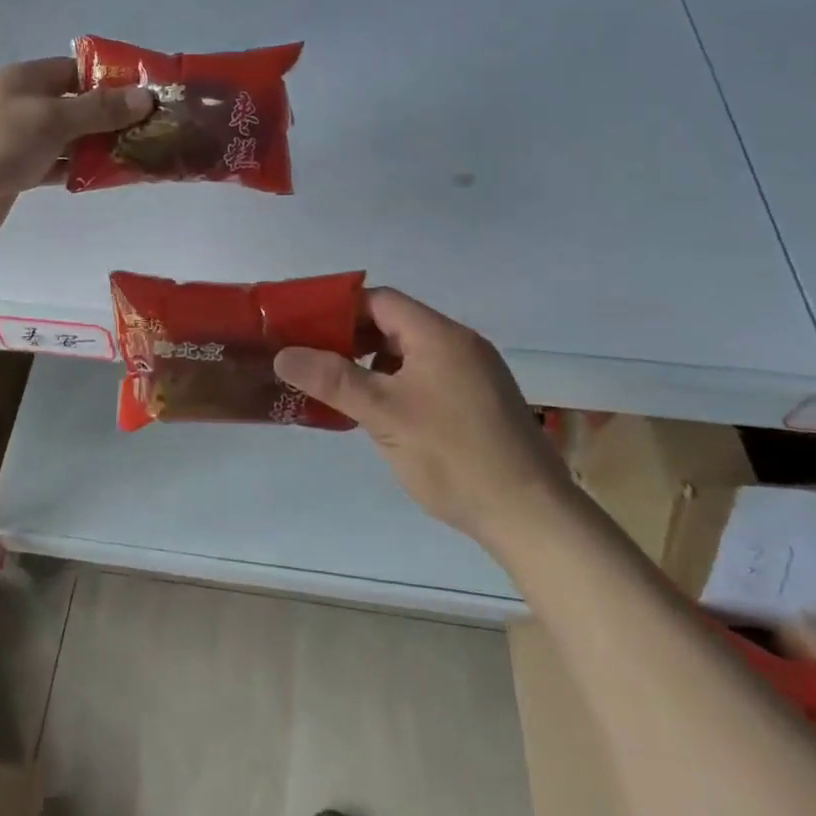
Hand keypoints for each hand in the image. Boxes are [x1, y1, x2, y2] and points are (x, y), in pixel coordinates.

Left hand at [0, 57, 152, 245]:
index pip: (77, 70)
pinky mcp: (17, 173)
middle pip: (76, 105)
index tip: (148, 93)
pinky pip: (58, 166)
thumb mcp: (52, 118)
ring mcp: (19, 141)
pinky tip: (108, 177)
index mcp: (27, 80)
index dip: (112, 78)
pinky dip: (80, 170)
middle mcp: (24, 106)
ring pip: (69, 139)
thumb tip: (146, 97)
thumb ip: (99, 109)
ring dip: (99, 146)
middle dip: (112, 116)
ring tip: (141, 154)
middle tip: (153, 129)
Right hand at [273, 289, 566, 546]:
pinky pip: (429, 375)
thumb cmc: (453, 455)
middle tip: (315, 361)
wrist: (532, 515)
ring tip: (342, 390)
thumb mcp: (384, 415)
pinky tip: (382, 414)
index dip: (339, 309)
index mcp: (438, 335)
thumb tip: (284, 353)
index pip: (380, 300)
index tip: (304, 328)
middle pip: (396, 324)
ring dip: (375, 364)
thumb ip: (333, 379)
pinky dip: (399, 383)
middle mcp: (460, 343)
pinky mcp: (482, 401)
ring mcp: (475, 372)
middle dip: (353, 338)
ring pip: (412, 353)